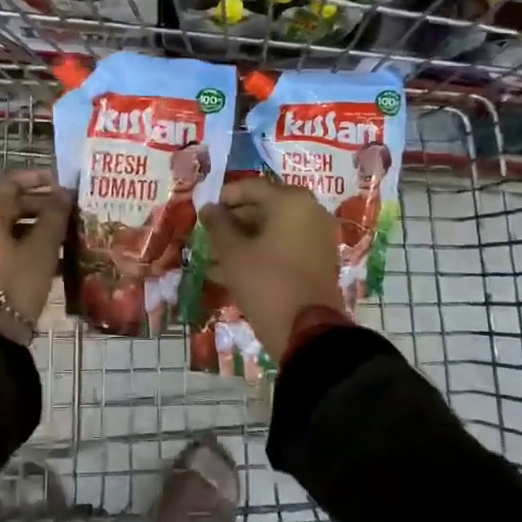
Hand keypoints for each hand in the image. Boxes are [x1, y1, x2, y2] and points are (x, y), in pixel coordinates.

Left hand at [0, 169, 73, 345]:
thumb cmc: (15, 283)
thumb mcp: (41, 248)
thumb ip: (54, 215)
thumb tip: (65, 193)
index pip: (11, 182)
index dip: (38, 179)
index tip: (63, 184)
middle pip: (6, 203)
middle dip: (39, 204)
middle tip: (69, 210)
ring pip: (4, 225)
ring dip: (33, 225)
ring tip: (64, 232)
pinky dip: (21, 242)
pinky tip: (49, 254)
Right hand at [199, 177, 345, 359]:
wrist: (309, 333)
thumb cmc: (266, 282)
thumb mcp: (233, 253)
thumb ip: (218, 225)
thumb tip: (209, 208)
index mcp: (290, 201)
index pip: (250, 187)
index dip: (223, 198)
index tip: (202, 212)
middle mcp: (309, 212)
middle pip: (263, 208)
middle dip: (233, 223)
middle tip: (208, 238)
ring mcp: (317, 237)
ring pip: (272, 232)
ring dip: (243, 242)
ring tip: (214, 262)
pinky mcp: (318, 262)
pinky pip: (284, 248)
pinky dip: (261, 255)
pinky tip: (232, 275)